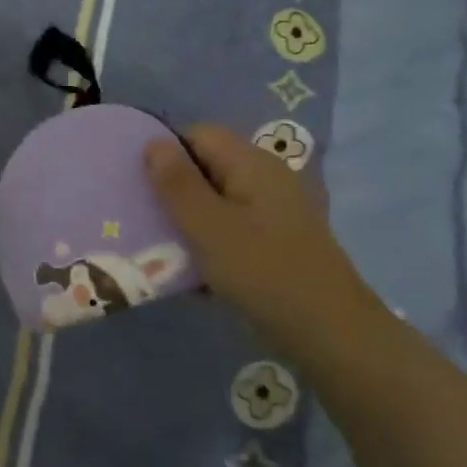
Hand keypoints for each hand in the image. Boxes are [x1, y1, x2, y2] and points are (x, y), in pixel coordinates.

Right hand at [145, 125, 376, 353]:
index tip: (138, 184)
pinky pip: (231, 230)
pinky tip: (192, 271)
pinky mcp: (275, 243)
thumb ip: (177, 183)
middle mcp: (266, 179)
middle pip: (207, 168)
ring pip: (216, 202)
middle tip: (141, 217)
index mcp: (252, 163)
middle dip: (172, 190)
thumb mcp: (207, 225)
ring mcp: (273, 212)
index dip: (166, 151)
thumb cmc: (261, 270)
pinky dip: (209, 243)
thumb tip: (153, 142)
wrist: (327, 332)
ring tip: (159, 246)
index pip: (199, 135)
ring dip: (187, 221)